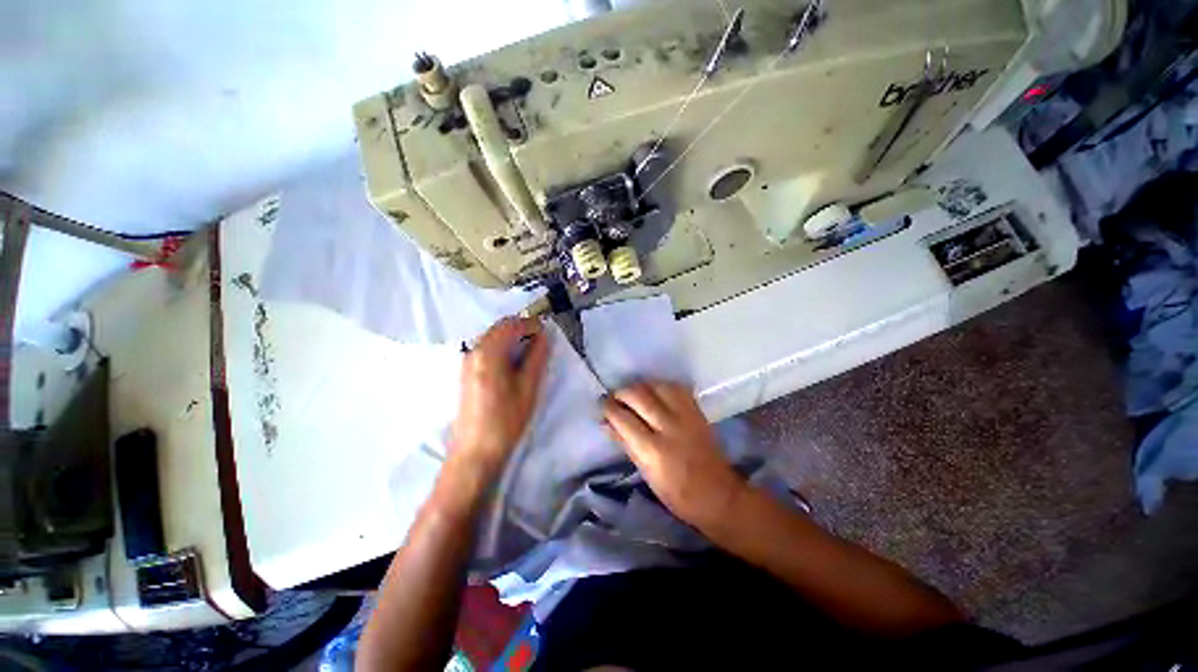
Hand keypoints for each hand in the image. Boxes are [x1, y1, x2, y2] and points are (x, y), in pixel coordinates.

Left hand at [450, 317, 550, 478]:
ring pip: (492, 336)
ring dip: (512, 337)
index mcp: (488, 353)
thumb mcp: (528, 388)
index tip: (547, 335)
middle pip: (499, 327)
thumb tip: (544, 336)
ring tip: (530, 353)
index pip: (511, 324)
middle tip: (541, 343)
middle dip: (522, 328)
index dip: (532, 324)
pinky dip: (502, 347)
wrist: (475, 452)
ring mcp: (466, 361)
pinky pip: (486, 348)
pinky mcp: (466, 372)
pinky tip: (513, 363)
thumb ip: (537, 358)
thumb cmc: (506, 420)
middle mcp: (473, 351)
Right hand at [602, 381, 744, 528]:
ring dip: (640, 386)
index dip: (608, 407)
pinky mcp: (697, 410)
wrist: (718, 494)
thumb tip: (605, 422)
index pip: (623, 417)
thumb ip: (625, 443)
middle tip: (614, 397)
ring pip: (656, 385)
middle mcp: (669, 426)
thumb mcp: (645, 472)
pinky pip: (676, 387)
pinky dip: (661, 385)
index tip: (602, 405)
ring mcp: (685, 415)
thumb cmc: (676, 493)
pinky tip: (654, 391)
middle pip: (638, 395)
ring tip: (633, 393)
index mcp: (653, 450)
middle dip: (621, 392)